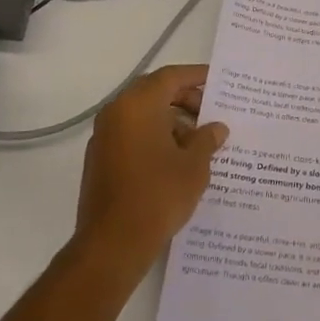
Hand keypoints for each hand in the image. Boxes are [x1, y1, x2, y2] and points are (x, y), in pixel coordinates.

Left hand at [73, 64, 227, 273]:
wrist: (113, 244)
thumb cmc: (158, 195)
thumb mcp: (194, 166)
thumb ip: (207, 139)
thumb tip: (216, 128)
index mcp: (138, 105)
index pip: (170, 76)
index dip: (196, 76)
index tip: (218, 81)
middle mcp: (116, 113)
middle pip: (154, 93)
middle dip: (184, 99)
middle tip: (211, 113)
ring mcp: (104, 137)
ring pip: (142, 115)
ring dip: (171, 121)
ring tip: (199, 142)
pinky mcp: (101, 161)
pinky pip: (132, 135)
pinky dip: (155, 137)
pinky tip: (177, 160)